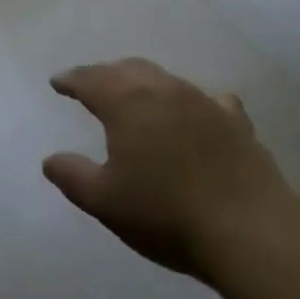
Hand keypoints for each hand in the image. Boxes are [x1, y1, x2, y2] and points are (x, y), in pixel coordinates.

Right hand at [43, 58, 292, 283]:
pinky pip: (207, 99)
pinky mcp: (234, 121)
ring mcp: (201, 101)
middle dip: (105, 74)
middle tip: (92, 85)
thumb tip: (50, 160)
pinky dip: (191, 102)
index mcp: (126, 102)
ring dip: (143, 82)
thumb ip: (73, 177)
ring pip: (164, 78)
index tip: (57, 82)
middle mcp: (162, 89)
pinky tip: (196, 111)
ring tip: (136, 94)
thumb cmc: (166, 214)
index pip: (90, 80)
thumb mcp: (106, 202)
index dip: (71, 80)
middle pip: (126, 70)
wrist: (249, 228)